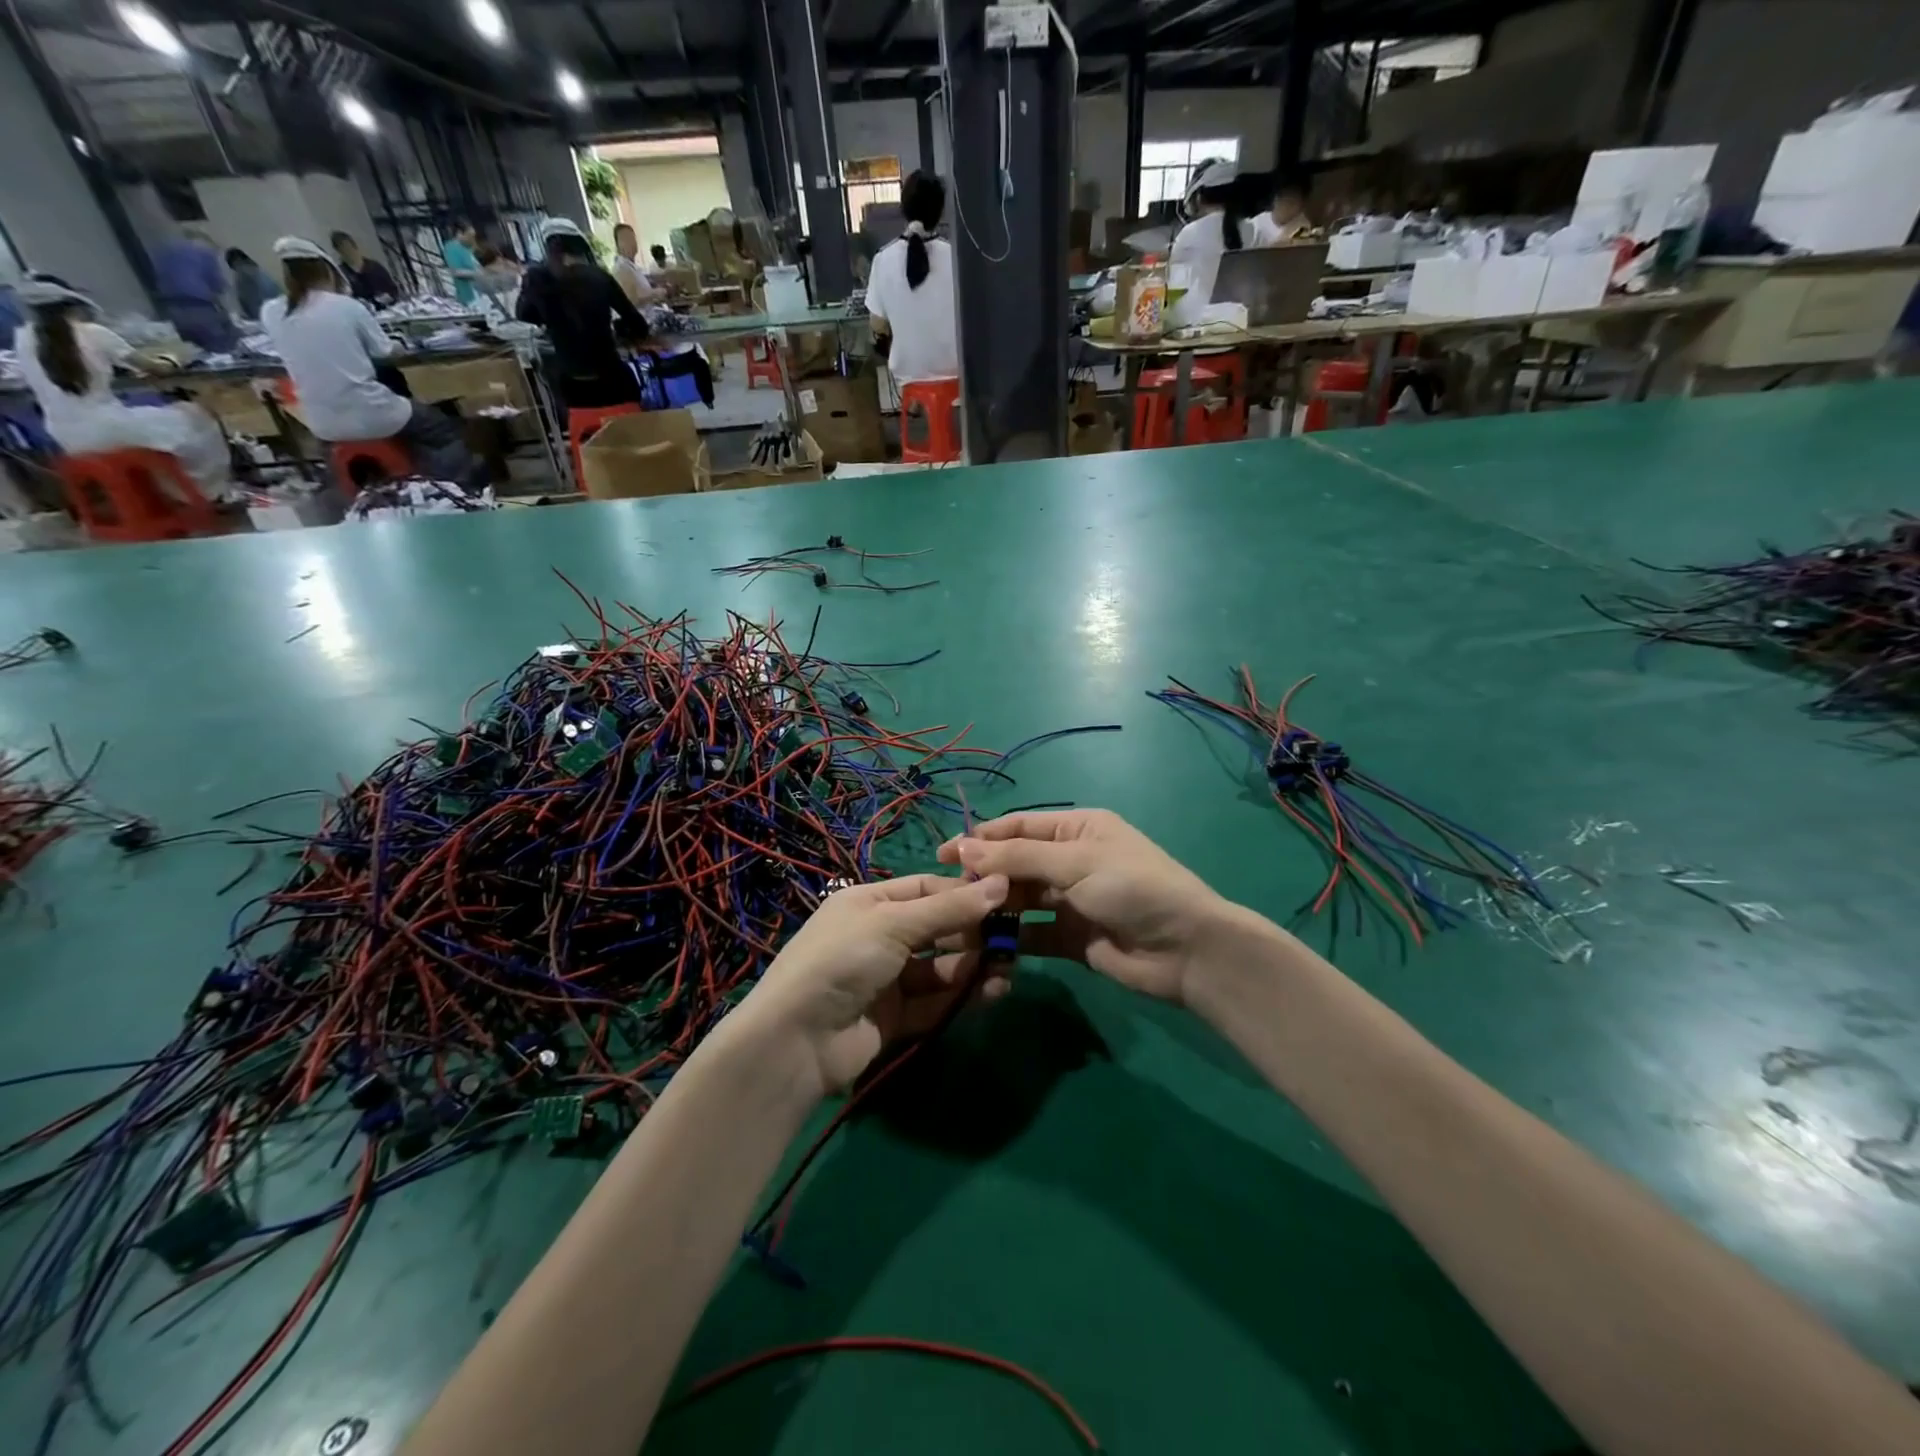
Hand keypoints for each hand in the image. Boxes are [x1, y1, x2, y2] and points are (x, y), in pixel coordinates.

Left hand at [732, 873, 1009, 1096]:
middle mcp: (880, 937)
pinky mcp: (895, 1018)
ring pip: (941, 967)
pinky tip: (992, 992)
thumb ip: (950, 908)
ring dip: (974, 966)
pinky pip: (936, 1001)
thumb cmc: (843, 960)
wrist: (796, 1041)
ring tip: (1007, 969)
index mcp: (870, 902)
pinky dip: (963, 996)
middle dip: (974, 933)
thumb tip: (1002, 883)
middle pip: (937, 928)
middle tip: (1013, 939)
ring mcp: (887, 979)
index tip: (1006, 897)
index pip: (926, 889)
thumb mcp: (894, 924)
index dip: (964, 893)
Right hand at [938, 810, 1227, 1003]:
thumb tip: (963, 847)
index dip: (980, 839)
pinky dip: (1009, 939)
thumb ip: (1018, 857)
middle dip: (983, 876)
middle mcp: (1070, 861)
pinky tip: (983, 946)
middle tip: (947, 894)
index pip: (1018, 827)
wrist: (1186, 949)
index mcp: (1076, 829)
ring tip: (958, 920)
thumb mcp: (1075, 862)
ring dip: (992, 908)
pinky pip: (1031, 934)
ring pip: (1019, 900)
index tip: (943, 855)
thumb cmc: (1132, 888)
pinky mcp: (1070, 939)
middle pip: (1015, 864)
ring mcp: (1070, 901)